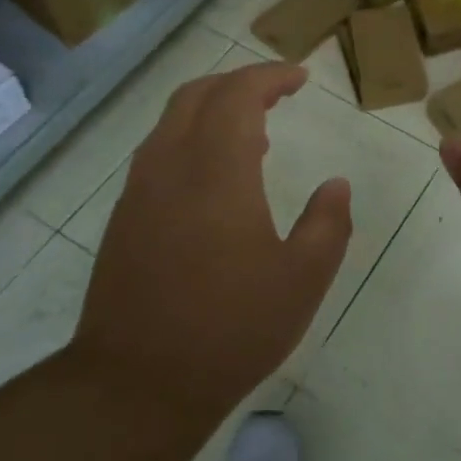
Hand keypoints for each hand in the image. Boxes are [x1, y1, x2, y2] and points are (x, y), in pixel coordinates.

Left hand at [71, 61, 351, 426]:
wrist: (136, 383)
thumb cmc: (231, 328)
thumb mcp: (302, 279)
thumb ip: (328, 223)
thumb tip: (336, 185)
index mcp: (216, 170)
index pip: (238, 94)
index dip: (271, 77)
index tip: (300, 78)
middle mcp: (170, 165)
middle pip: (198, 95)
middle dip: (239, 82)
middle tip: (277, 93)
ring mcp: (139, 191)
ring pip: (172, 121)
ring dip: (212, 109)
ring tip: (254, 132)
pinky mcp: (124, 217)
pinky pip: (159, 152)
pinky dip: (191, 138)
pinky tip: (215, 176)